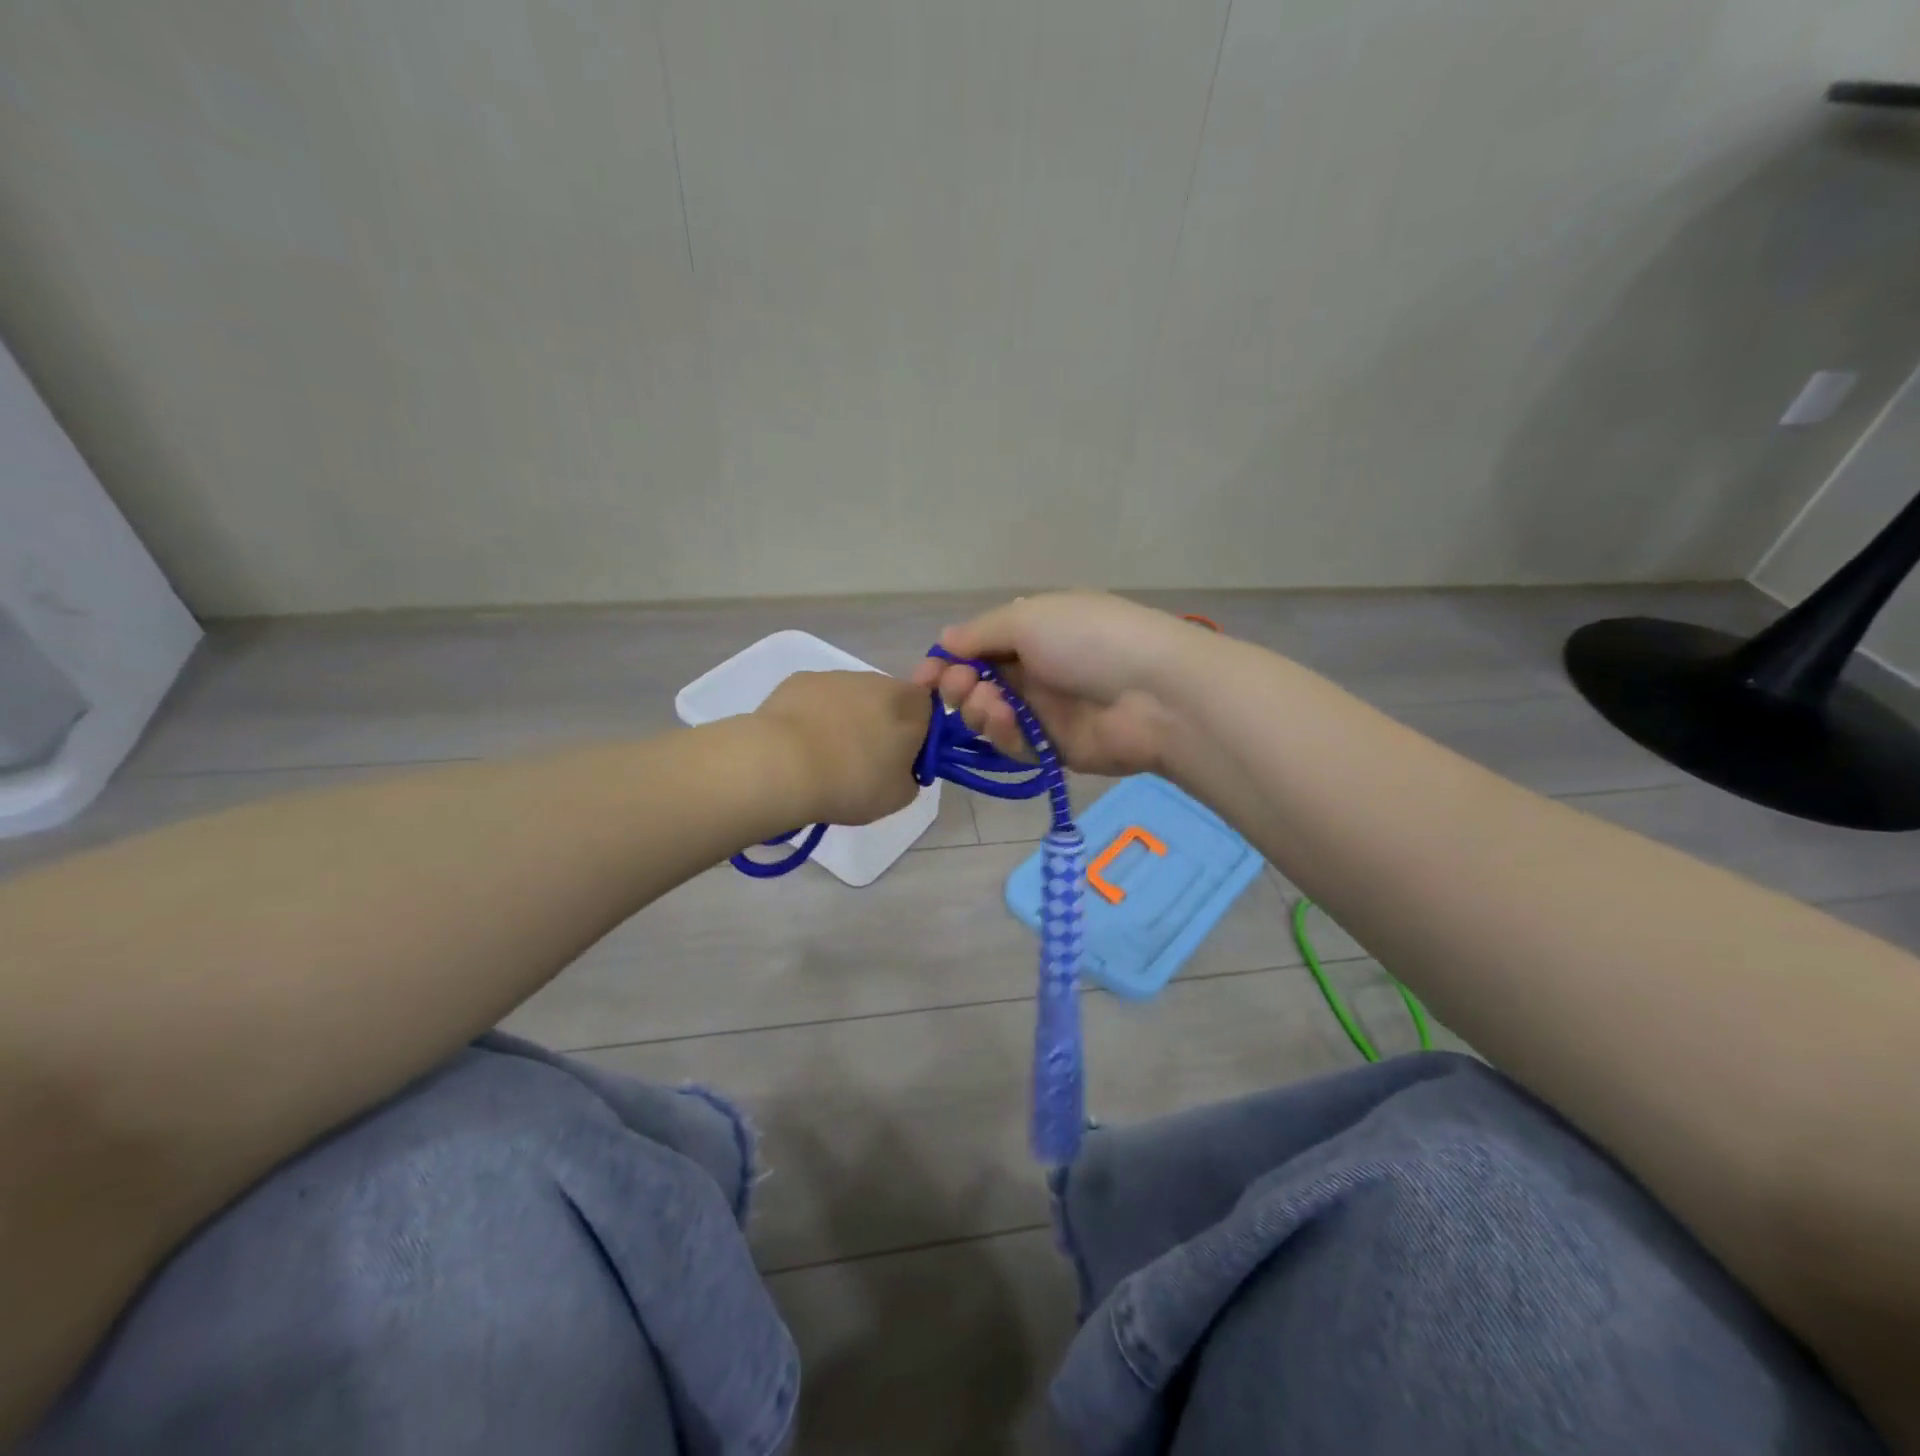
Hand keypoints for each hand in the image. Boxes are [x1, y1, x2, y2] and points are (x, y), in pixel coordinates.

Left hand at [753, 670, 928, 825]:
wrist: (781, 765)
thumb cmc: (851, 782)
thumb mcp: (898, 796)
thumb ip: (911, 776)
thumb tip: (901, 767)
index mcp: (909, 705)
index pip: (928, 710)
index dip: (918, 735)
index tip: (901, 762)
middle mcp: (876, 681)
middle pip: (888, 700)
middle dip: (880, 725)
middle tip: (863, 763)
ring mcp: (835, 676)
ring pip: (851, 698)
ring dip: (846, 720)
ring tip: (825, 756)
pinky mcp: (799, 680)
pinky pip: (817, 699)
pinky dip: (814, 716)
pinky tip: (799, 744)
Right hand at [910, 592, 1213, 775]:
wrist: (1154, 693)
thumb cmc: (1089, 640)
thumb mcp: (1029, 618)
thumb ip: (980, 633)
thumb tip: (945, 641)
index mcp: (1033, 631)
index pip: (976, 647)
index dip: (946, 662)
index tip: (921, 679)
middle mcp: (1035, 669)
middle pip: (976, 684)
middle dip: (958, 687)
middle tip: (959, 688)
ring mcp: (1045, 710)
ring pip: (989, 718)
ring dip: (979, 711)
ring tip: (993, 705)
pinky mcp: (1054, 748)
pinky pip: (1014, 745)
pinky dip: (1004, 735)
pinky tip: (1010, 723)